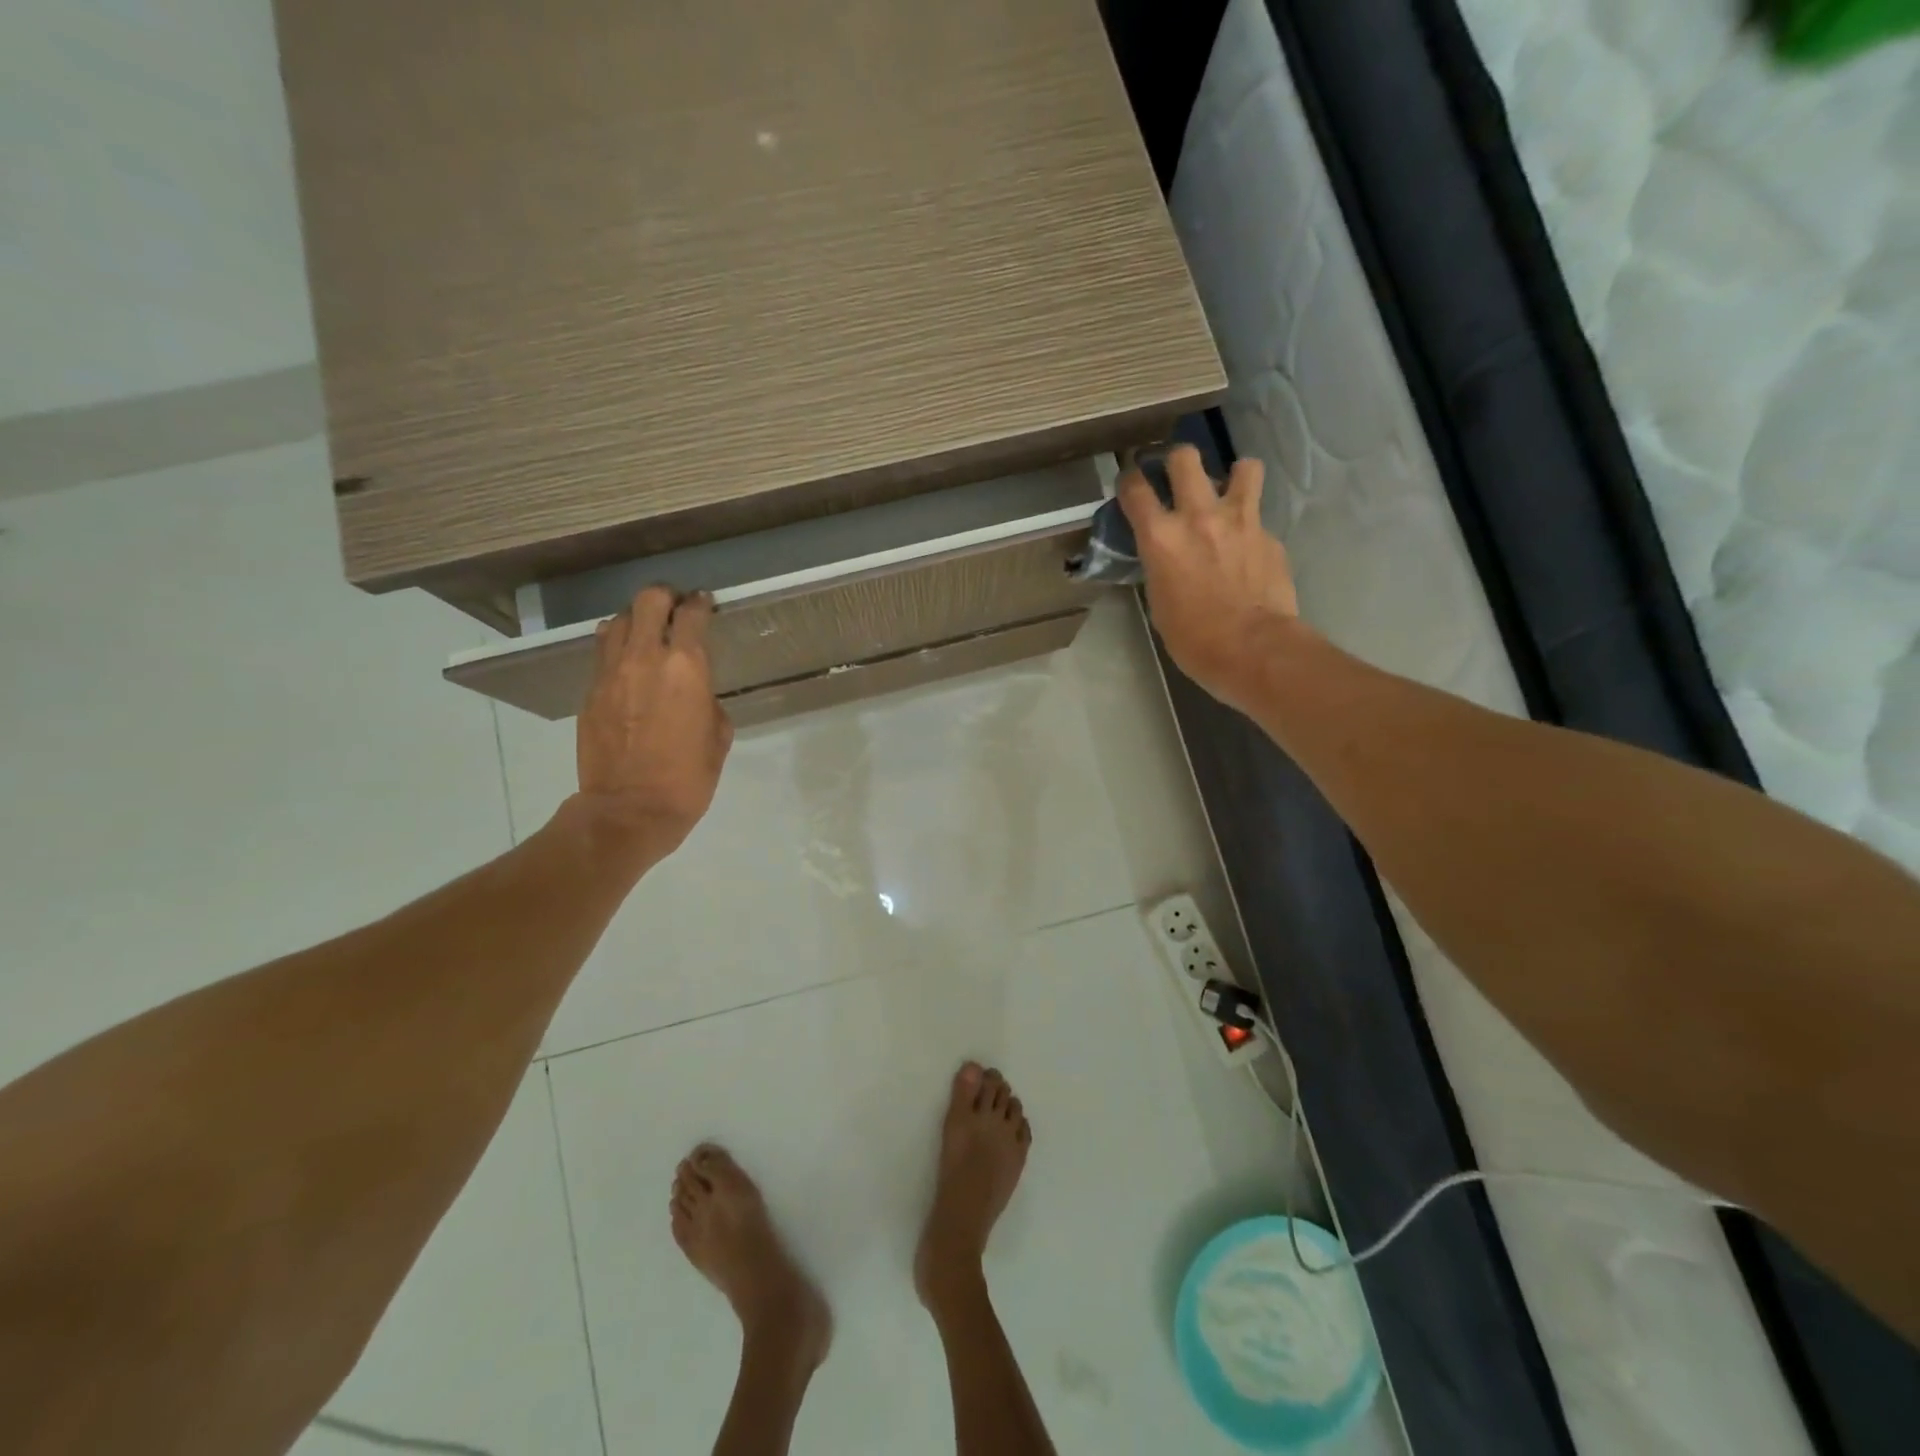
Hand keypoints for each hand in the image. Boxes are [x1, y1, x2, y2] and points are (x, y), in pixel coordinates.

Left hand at [573, 586, 732, 864]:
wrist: (630, 809)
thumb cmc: (688, 777)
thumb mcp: (719, 736)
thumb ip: (708, 701)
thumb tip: (696, 692)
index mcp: (687, 667)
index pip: (692, 614)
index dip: (701, 604)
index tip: (705, 604)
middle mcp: (646, 657)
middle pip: (649, 600)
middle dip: (665, 597)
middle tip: (675, 609)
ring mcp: (611, 672)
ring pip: (618, 620)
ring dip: (636, 619)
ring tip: (647, 633)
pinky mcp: (590, 691)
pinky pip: (602, 652)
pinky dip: (617, 646)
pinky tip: (627, 662)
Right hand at [1119, 446, 1304, 712]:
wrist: (1252, 648)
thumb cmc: (1193, 638)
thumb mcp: (1158, 601)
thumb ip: (1160, 565)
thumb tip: (1166, 555)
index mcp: (1160, 537)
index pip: (1135, 488)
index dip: (1129, 480)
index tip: (1130, 482)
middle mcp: (1198, 516)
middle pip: (1184, 458)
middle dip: (1176, 461)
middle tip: (1177, 476)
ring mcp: (1240, 520)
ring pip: (1243, 467)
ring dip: (1232, 475)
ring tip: (1228, 492)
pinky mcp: (1269, 535)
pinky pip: (1258, 516)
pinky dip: (1250, 524)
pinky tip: (1247, 546)